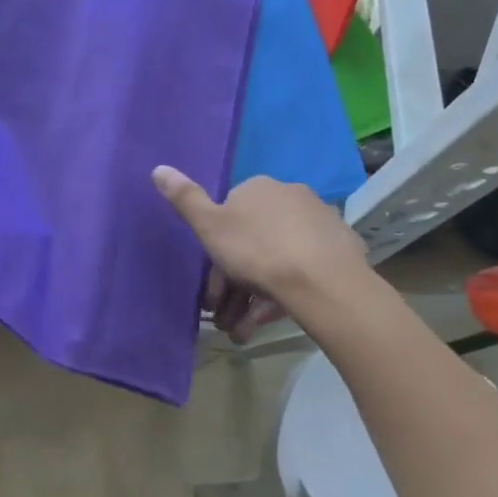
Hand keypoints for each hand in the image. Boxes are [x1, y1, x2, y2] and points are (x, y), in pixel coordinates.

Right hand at [152, 167, 370, 338]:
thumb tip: (158, 167)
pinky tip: (269, 319)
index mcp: (258, 188)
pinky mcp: (339, 249)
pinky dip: (282, 293)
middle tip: (224, 314)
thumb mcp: (209, 227)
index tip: (210, 283)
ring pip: (276, 259)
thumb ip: (185, 199)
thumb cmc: (256, 251)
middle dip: (234, 281)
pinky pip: (301, 270)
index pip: (229, 214)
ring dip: (254, 295)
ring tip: (243, 329)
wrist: (322, 281)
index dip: (216, 249)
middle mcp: (290, 196)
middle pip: (252, 240)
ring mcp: (318, 222)